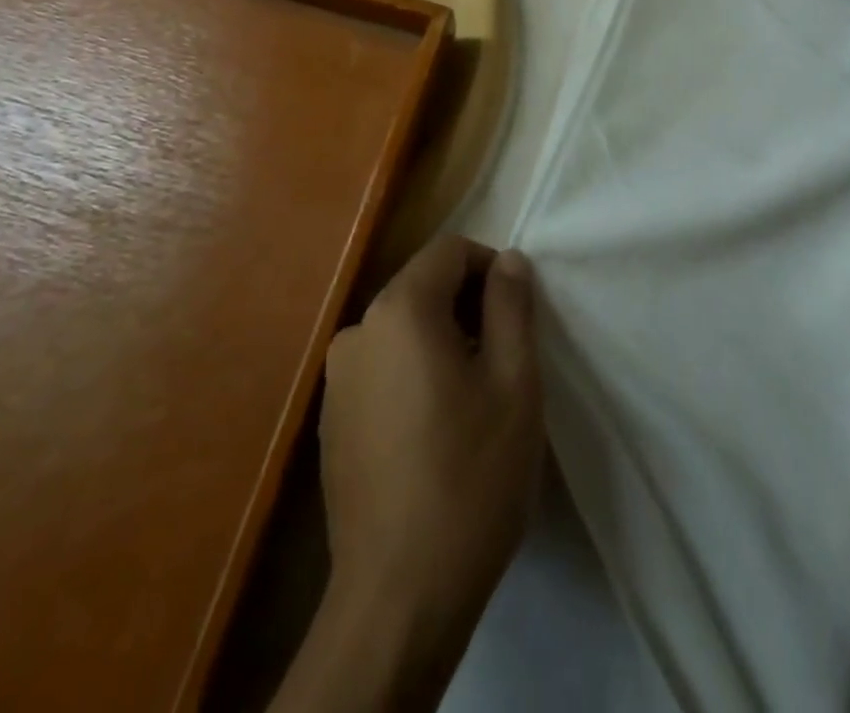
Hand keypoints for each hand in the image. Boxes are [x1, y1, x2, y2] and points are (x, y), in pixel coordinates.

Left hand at [319, 236, 542, 641]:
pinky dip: (414, 374)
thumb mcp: (515, 383)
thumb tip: (508, 259)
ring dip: (443, 342)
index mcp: (399, 310)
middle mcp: (357, 331)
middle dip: (468, 307)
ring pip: (403, 330)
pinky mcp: (332, 420)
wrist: (399, 596)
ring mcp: (337, 378)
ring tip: (475, 398)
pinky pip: (383, 368)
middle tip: (505, 359)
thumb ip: (512, 306)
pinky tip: (437, 431)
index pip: (449, 251)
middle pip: (423, 287)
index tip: (517, 313)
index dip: (490, 268)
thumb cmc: (471, 477)